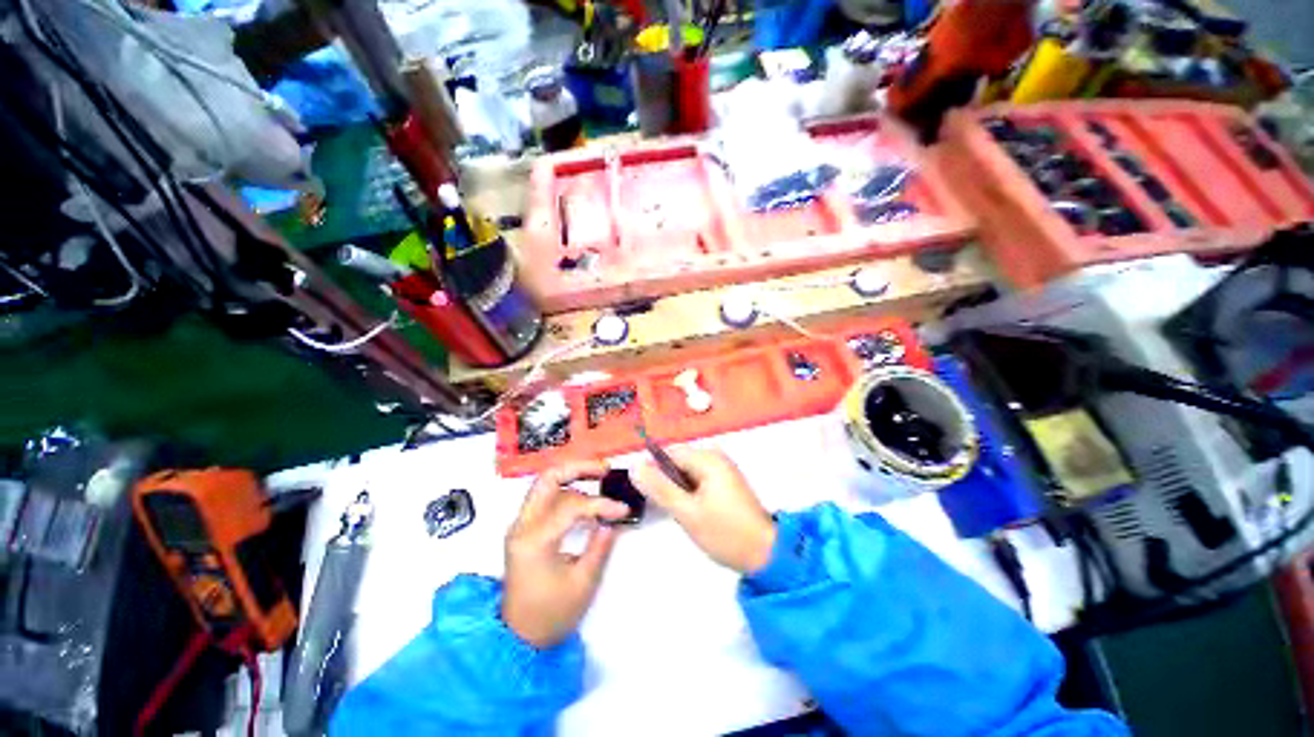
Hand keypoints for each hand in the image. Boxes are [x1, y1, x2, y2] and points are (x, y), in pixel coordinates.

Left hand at [502, 461, 630, 647]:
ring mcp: (520, 526)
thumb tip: (613, 520)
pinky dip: (566, 490)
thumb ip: (600, 546)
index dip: (601, 504)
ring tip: (599, 478)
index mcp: (535, 540)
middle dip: (578, 468)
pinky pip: (544, 498)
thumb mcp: (582, 583)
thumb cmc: (551, 615)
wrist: (518, 638)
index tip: (623, 510)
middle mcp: (522, 526)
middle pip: (548, 479)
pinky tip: (584, 495)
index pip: (572, 506)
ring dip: (572, 476)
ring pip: (545, 485)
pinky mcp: (524, 529)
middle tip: (604, 469)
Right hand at [631, 449, 776, 573]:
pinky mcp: (726, 481)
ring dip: (679, 488)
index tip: (647, 492)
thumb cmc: (725, 533)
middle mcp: (716, 457)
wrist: (765, 554)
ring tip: (682, 512)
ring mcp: (723, 469)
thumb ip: (660, 488)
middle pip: (679, 461)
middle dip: (668, 481)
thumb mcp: (687, 512)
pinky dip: (691, 492)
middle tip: (669, 508)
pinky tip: (695, 511)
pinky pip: (699, 479)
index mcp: (708, 459)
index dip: (654, 469)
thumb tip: (635, 466)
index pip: (670, 452)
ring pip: (688, 472)